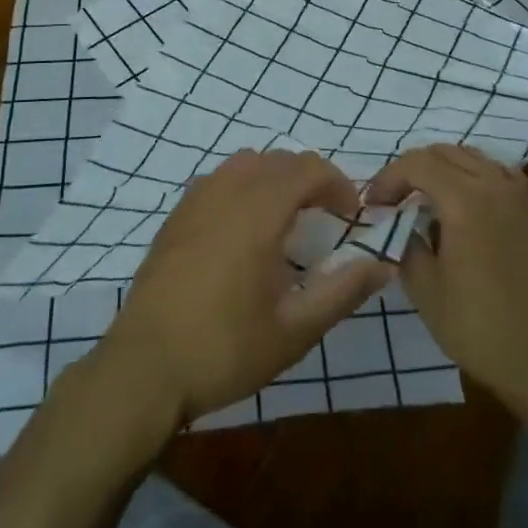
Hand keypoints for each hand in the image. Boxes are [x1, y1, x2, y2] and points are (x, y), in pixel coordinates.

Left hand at [93, 150, 393, 426]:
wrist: (145, 367)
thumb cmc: (225, 349)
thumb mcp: (294, 330)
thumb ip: (343, 291)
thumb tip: (383, 264)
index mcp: (259, 211)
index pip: (308, 169)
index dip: (338, 184)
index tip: (352, 217)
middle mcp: (227, 191)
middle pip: (279, 160)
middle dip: (310, 179)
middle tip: (327, 217)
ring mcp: (196, 199)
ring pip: (246, 163)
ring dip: (275, 178)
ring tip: (288, 217)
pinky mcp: (176, 215)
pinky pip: (219, 178)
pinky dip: (244, 185)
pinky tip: (244, 228)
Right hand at [366, 144, 527, 419]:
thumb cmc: (479, 327)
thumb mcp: (424, 289)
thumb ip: (404, 243)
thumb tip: (395, 223)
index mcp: (464, 200)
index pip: (415, 164)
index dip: (387, 179)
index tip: (372, 206)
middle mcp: (492, 184)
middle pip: (441, 152)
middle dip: (409, 170)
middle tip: (390, 201)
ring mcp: (514, 193)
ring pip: (466, 155)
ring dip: (438, 168)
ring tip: (418, 199)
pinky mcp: (527, 207)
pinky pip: (490, 169)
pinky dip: (466, 173)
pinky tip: (456, 203)